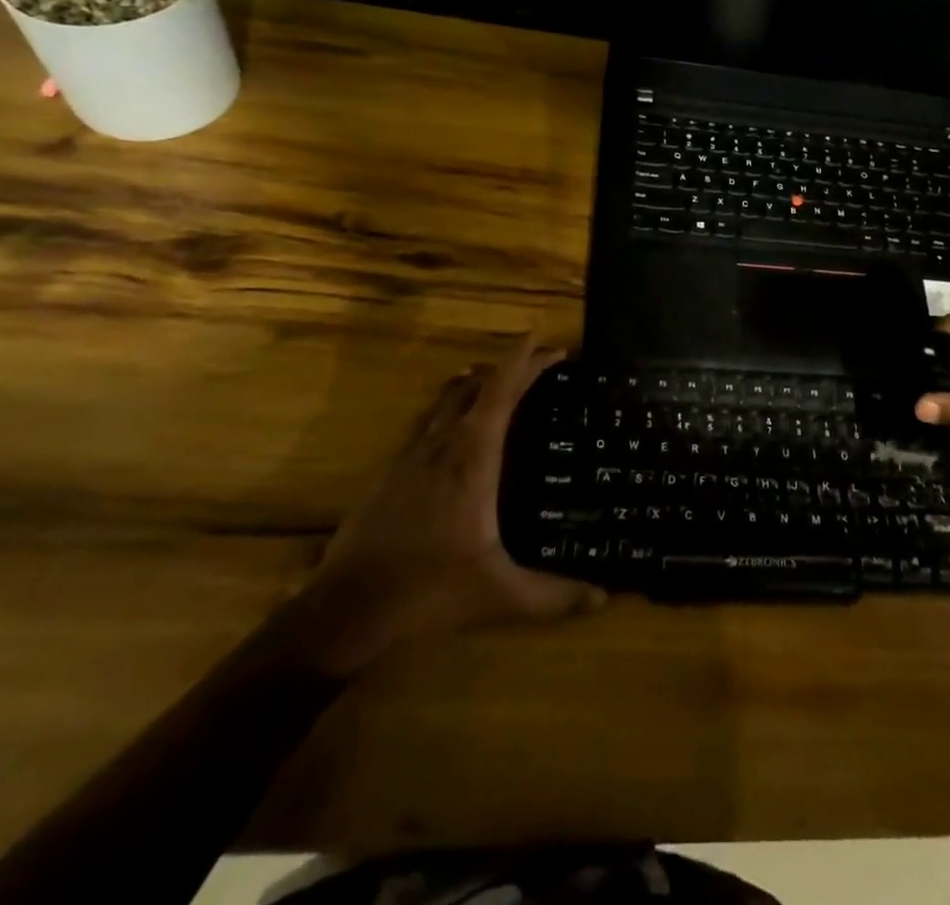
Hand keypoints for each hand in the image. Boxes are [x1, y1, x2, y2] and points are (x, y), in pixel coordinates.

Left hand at [284, 335, 604, 675]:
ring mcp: (412, 455)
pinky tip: (458, 426)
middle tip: (541, 361)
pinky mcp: (393, 471)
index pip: (501, 391)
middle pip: (478, 385)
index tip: (544, 338)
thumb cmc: (428, 592)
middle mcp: (442, 444)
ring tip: (502, 379)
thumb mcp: (499, 596)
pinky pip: (430, 421)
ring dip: (478, 381)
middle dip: (511, 366)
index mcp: (472, 458)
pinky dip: (453, 407)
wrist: (346, 609)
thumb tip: (603, 596)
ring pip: (448, 399)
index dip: (523, 360)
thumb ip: (553, 595)